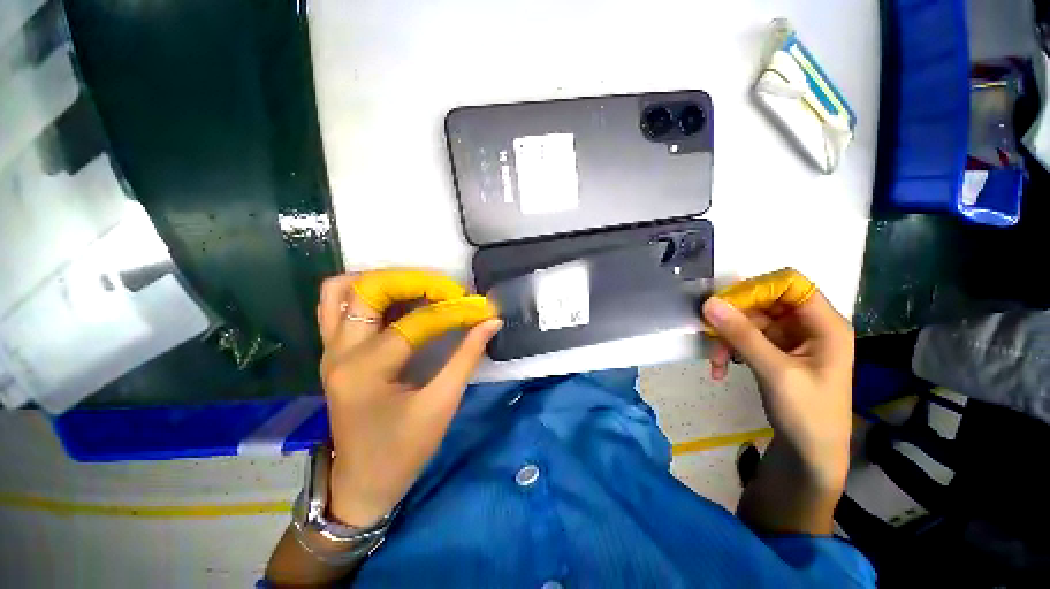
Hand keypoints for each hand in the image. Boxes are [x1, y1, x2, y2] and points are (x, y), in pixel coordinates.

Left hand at [316, 270, 501, 526]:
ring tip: (417, 286)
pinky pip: (337, 306)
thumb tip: (491, 322)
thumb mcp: (441, 405)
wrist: (362, 483)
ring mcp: (330, 350)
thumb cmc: (403, 451)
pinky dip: (365, 292)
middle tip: (444, 287)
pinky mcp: (333, 353)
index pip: (414, 323)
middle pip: (367, 291)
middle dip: (411, 281)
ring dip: (381, 280)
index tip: (478, 307)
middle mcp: (339, 353)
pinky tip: (395, 299)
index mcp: (366, 371)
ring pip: (341, 291)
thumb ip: (467, 357)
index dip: (451, 311)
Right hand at [702, 269, 853, 487]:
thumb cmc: (807, 414)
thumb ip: (743, 335)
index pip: (790, 284)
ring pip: (750, 321)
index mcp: (824, 324)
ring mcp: (791, 339)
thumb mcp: (775, 372)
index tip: (725, 304)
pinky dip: (730, 350)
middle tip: (709, 334)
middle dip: (734, 319)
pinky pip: (746, 338)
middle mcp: (808, 325)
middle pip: (764, 302)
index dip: (757, 288)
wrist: (810, 454)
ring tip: (715, 362)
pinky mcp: (776, 351)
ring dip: (727, 339)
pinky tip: (720, 368)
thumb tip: (709, 303)